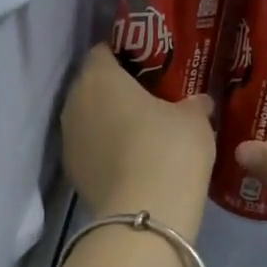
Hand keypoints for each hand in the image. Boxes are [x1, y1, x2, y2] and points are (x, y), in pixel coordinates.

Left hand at [62, 45, 216, 236]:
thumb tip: (198, 102)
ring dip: (109, 124)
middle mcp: (74, 103)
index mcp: (99, 77)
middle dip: (116, 92)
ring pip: (89, 121)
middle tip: (148, 100)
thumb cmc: (169, 150)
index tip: (149, 66)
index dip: (125, 55)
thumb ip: (193, 104)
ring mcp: (68, 141)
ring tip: (141, 134)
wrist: (145, 214)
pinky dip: (106, 152)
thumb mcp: (194, 121)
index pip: (103, 52)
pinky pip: (91, 151)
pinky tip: (131, 163)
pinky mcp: (72, 174)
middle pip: (93, 88)